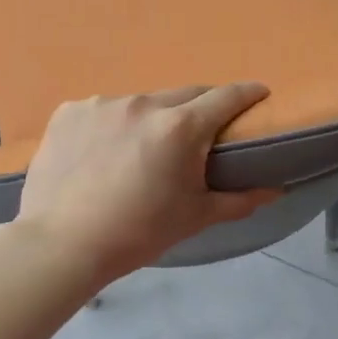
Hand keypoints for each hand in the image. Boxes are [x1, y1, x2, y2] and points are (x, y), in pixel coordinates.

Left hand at [15, 84, 281, 282]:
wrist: (61, 244)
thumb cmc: (137, 234)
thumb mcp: (194, 218)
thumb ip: (239, 200)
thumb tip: (276, 190)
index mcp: (179, 127)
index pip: (225, 97)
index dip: (247, 94)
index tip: (258, 95)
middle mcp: (142, 103)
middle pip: (183, 95)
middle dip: (199, 108)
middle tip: (200, 133)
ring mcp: (101, 104)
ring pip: (140, 103)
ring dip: (151, 119)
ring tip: (141, 151)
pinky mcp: (69, 111)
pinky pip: (103, 111)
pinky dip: (112, 126)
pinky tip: (101, 154)